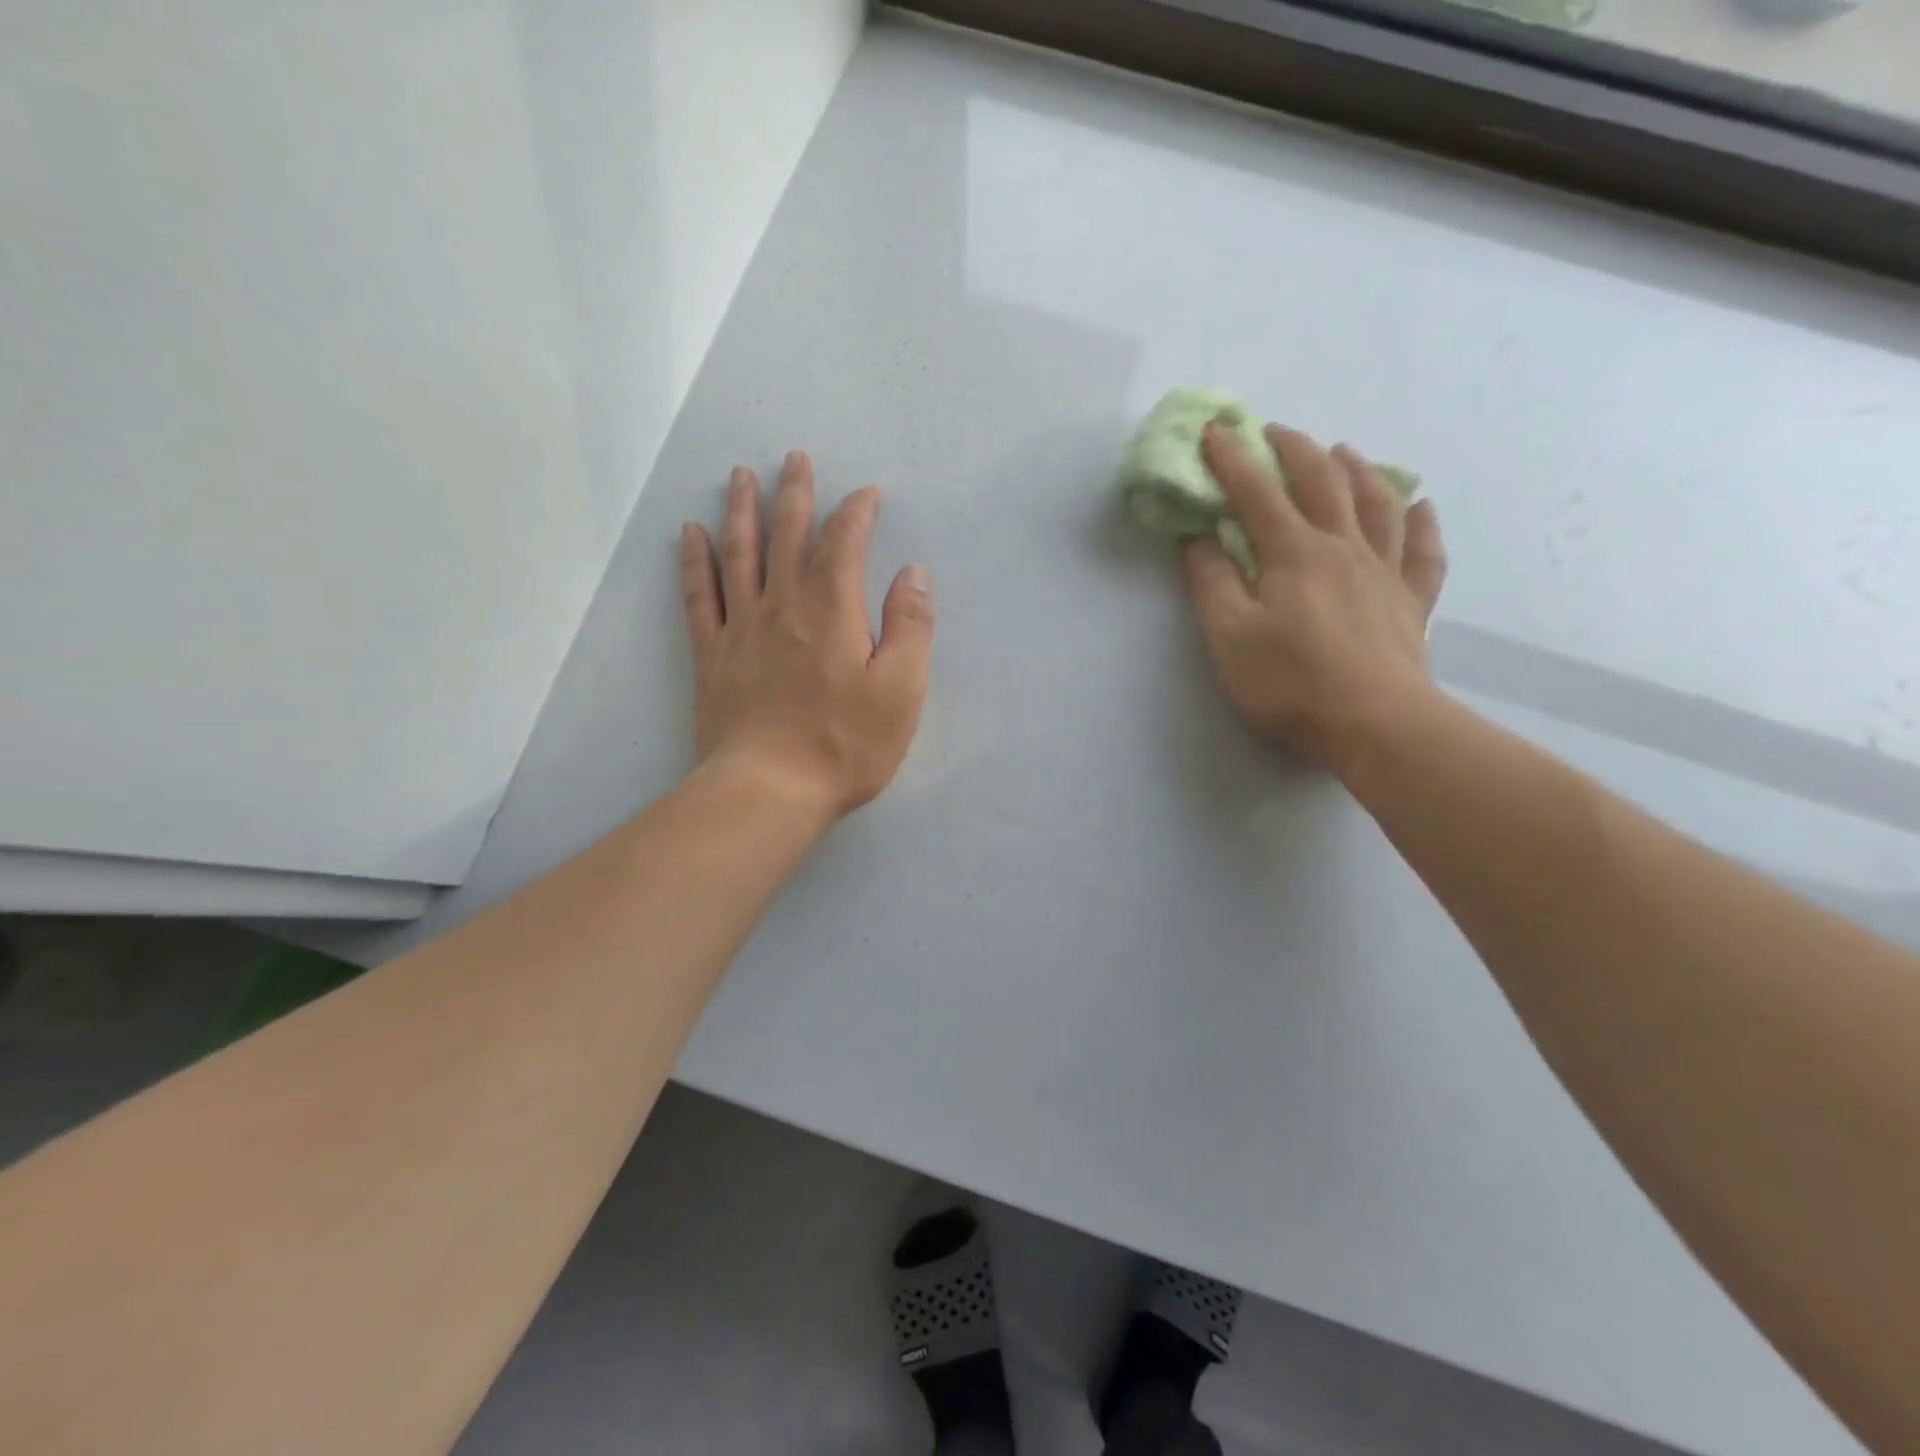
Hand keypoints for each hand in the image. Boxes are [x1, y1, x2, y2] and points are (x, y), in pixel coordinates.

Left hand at [680, 451, 933, 818]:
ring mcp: (741, 628)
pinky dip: (694, 561)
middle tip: (795, 458)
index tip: (867, 494)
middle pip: (787, 536)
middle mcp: (784, 605)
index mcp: (833, 611)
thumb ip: (910, 627)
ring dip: (741, 511)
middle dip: (795, 494)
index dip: (856, 513)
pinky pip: (700, 596)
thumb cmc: (845, 744)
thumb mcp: (901, 691)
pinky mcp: (712, 655)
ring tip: (740, 476)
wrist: (769, 789)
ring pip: (739, 554)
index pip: (844, 544)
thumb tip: (912, 573)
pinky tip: (689, 534)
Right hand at [1185, 422, 1447, 771]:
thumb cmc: (1290, 682)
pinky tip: (1421, 506)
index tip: (1214, 429)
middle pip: (1322, 482)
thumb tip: (1199, 541)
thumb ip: (1211, 583)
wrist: (1375, 724)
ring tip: (1343, 451)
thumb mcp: (1228, 636)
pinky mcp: (1411, 603)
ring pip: (1377, 503)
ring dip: (1358, 469)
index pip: (1256, 493)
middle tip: (1274, 432)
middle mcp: (1343, 548)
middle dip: (1294, 450)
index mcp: (1293, 553)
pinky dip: (1422, 522)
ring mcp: (1384, 572)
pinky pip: (1423, 552)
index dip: (1232, 458)